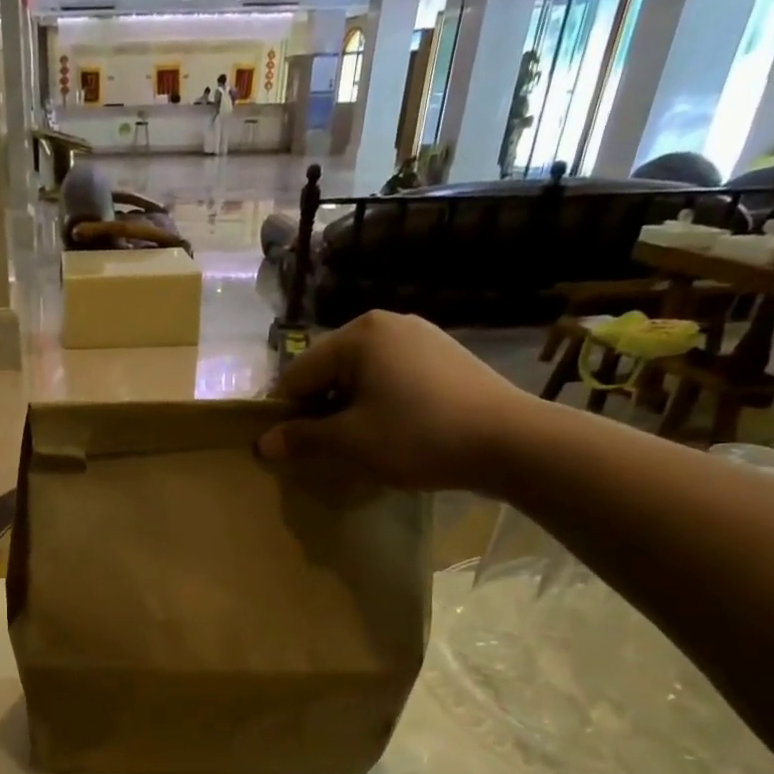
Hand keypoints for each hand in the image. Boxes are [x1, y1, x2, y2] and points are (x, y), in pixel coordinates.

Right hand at [258, 310, 533, 490]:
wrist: (510, 441)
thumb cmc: (418, 436)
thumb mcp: (350, 441)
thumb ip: (302, 438)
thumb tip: (263, 444)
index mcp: (358, 334)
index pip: (298, 373)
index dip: (283, 413)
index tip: (282, 448)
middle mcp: (387, 323)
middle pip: (329, 370)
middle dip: (317, 409)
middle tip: (318, 450)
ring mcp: (419, 336)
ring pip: (359, 375)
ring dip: (346, 409)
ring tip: (354, 444)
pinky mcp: (442, 355)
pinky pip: (389, 377)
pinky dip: (376, 403)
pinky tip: (388, 431)